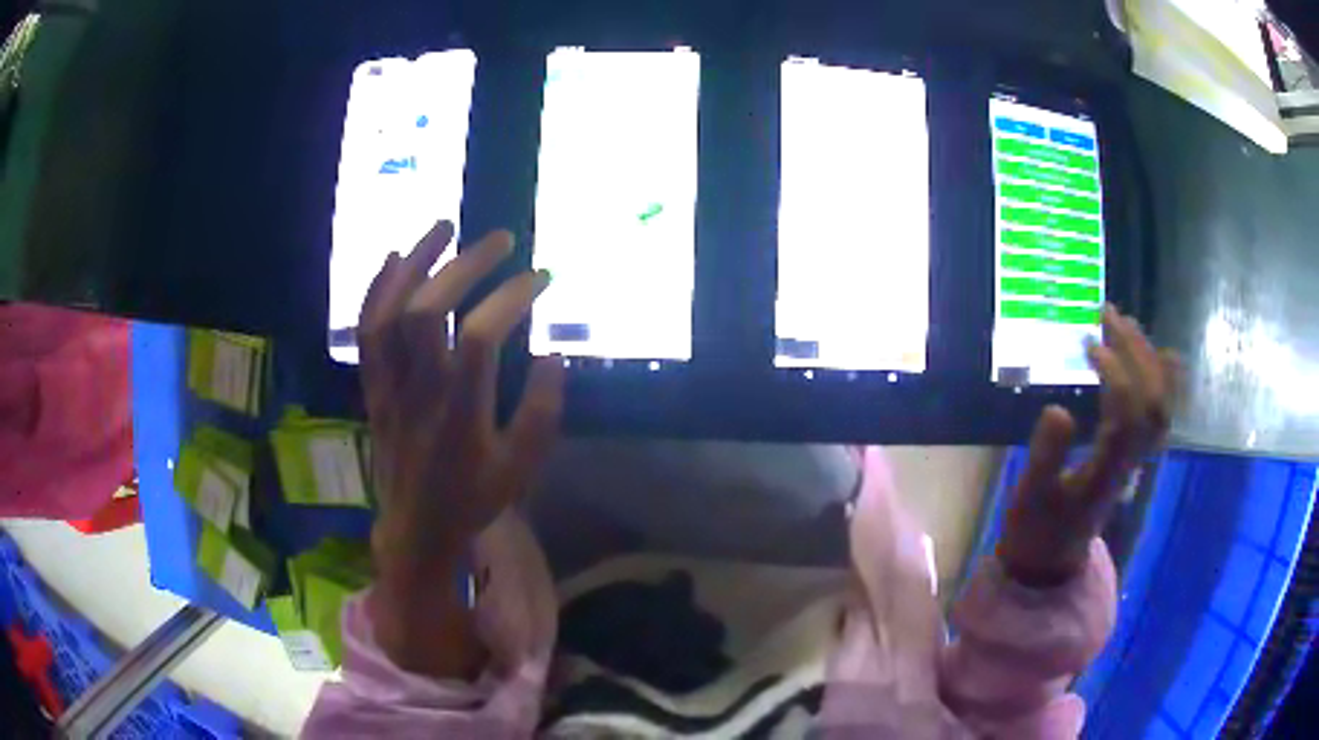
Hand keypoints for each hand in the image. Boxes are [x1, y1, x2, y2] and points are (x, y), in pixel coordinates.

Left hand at [359, 219, 564, 676]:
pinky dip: (377, 290)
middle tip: (501, 239)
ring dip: (415, 263)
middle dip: (466, 265)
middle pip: (428, 311)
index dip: (512, 298)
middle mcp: (418, 390)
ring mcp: (390, 387)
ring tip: (443, 226)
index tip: (542, 278)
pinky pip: (367, 333)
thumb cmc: (472, 499)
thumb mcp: (521, 467)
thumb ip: (541, 411)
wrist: (416, 528)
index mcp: (459, 412)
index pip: (480, 336)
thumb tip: (551, 356)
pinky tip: (395, 259)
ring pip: (389, 313)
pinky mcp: (374, 388)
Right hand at [998, 305, 1177, 587]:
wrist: (1050, 561)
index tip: (1088, 343)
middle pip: (1151, 400)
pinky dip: (1163, 382)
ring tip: (1126, 325)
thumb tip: (1059, 408)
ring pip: (1160, 405)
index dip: (1114, 372)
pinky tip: (1158, 357)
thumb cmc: (1037, 528)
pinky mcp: (1133, 457)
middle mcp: (1131, 460)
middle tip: (1109, 315)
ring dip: (1148, 360)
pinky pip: (1159, 414)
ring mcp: (1136, 459)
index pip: (1127, 411)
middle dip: (1135, 352)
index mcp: (1108, 470)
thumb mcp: (1031, 495)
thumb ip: (1047, 455)